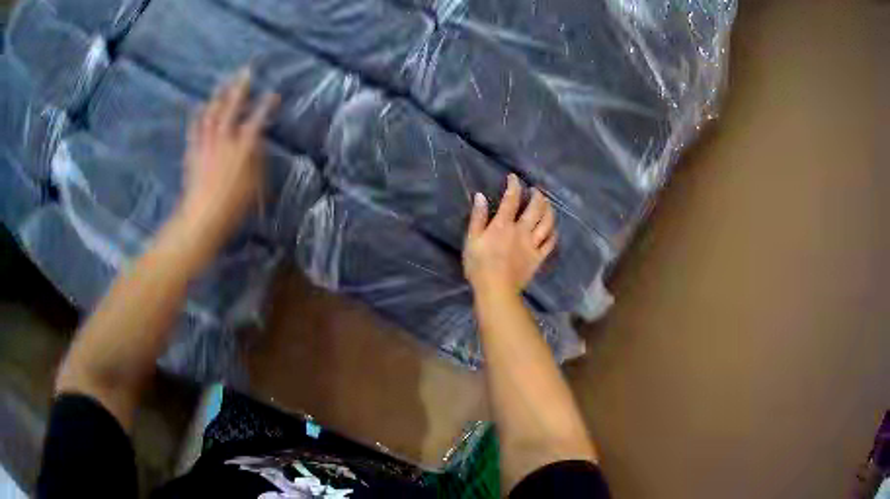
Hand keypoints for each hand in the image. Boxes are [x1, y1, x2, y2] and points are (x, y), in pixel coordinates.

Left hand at [178, 68, 278, 243]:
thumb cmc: (233, 208)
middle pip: (232, 108)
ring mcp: (206, 145)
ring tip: (223, 83)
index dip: (266, 106)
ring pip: (212, 114)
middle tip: (245, 71)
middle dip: (240, 88)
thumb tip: (257, 145)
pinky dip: (198, 116)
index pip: (258, 120)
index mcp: (243, 148)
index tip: (273, 93)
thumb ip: (257, 161)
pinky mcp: (193, 153)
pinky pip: (195, 130)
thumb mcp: (255, 186)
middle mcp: (224, 141)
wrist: (202, 219)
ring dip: (218, 96)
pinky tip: (199, 106)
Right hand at [463, 174, 557, 295]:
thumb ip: (477, 218)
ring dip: (549, 210)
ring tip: (548, 204)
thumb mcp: (472, 240)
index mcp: (503, 225)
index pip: (511, 199)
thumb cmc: (479, 266)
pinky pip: (550, 243)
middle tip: (536, 191)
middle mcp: (521, 231)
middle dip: (537, 196)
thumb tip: (480, 197)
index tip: (514, 178)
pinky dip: (553, 233)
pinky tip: (553, 229)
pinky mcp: (538, 258)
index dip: (514, 185)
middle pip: (535, 208)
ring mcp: (532, 244)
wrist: (496, 289)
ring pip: (547, 223)